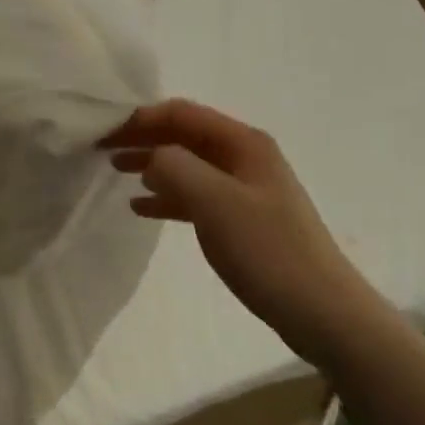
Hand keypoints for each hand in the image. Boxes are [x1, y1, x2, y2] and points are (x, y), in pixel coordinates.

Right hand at [104, 99, 375, 349]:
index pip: (181, 113)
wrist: (322, 311)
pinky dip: (167, 195)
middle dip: (143, 137)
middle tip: (102, 148)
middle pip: (183, 135)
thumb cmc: (268, 250)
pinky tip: (141, 207)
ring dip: (151, 164)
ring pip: (187, 163)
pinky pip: (196, 195)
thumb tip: (151, 156)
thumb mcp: (214, 202)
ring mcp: (245, 187)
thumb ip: (175, 167)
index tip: (104, 130)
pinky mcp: (243, 218)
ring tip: (115, 171)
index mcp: (243, 142)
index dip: (140, 117)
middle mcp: (244, 156)